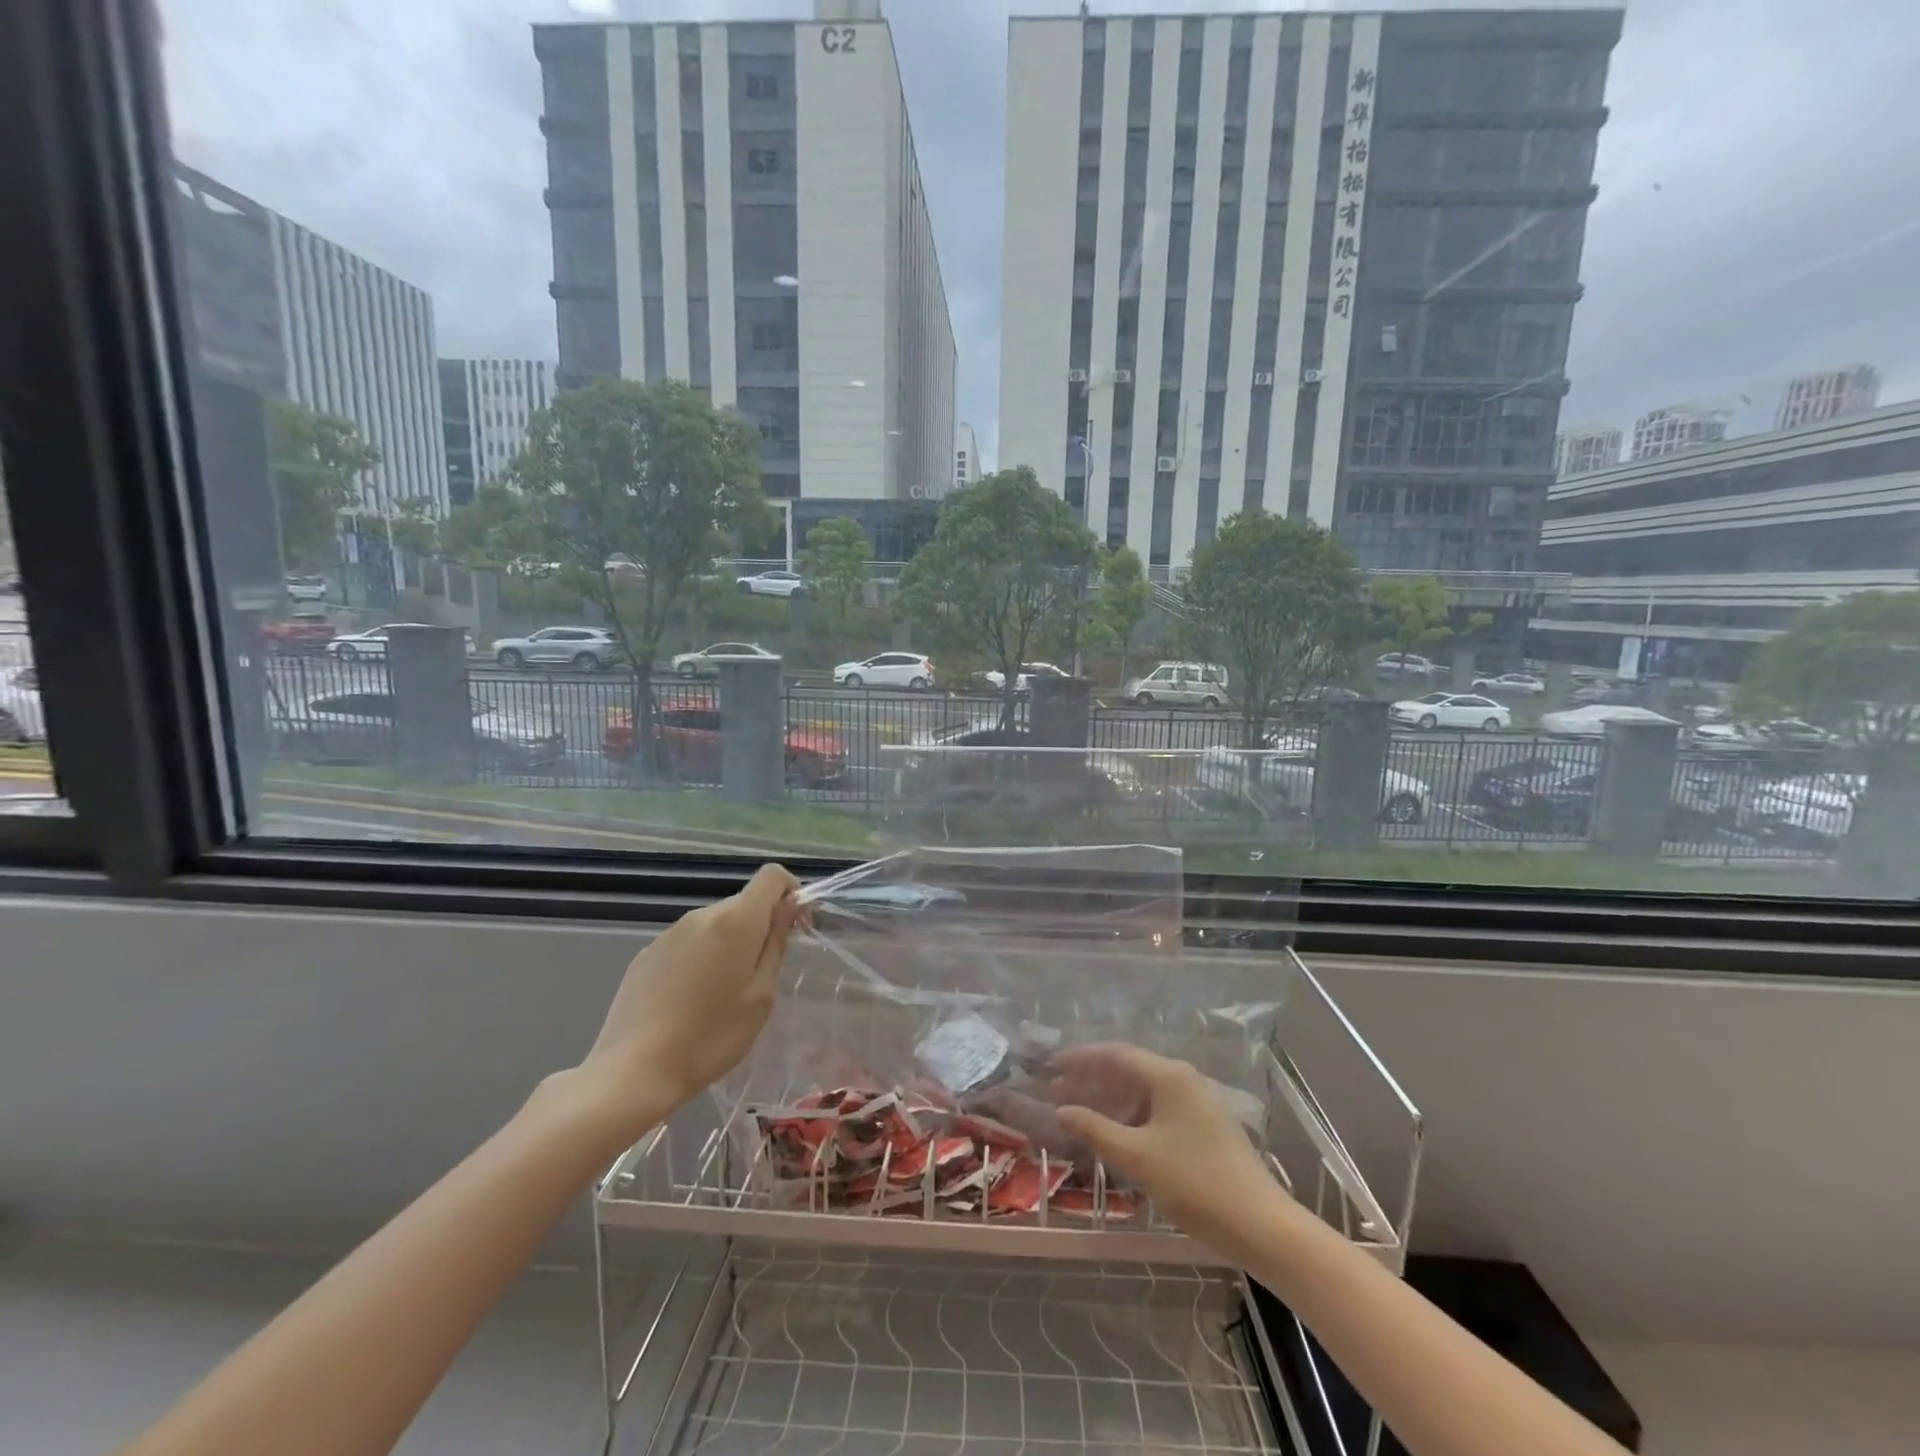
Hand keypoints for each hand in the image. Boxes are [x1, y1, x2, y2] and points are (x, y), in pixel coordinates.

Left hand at [573, 864, 803, 1137]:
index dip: (790, 891)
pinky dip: (702, 956)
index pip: (771, 876)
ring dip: (730, 943)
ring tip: (724, 992)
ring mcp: (670, 932)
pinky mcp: (647, 953)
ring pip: (715, 923)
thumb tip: (790, 906)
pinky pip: (689, 941)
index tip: (795, 925)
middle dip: (761, 925)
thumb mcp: (761, 995)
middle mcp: (702, 916)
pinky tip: (691, 999)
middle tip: (763, 974)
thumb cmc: (711, 1037)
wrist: (633, 1070)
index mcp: (736, 921)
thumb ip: (776, 943)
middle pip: (744, 901)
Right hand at [1054, 1043, 1277, 1245]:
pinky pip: (1157, 1107)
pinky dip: (1130, 1115)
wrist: (1262, 1226)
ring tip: (1078, 1113)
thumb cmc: (1195, 1183)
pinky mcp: (1204, 1125)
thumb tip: (1061, 1110)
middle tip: (1056, 1092)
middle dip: (1090, 1080)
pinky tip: (1114, 1133)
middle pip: (1127, 1069)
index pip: (1114, 1054)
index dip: (1079, 1058)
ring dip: (1109, 1099)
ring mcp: (1196, 1101)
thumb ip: (1095, 1129)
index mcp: (1168, 1075)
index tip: (1050, 1066)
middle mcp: (1182, 1078)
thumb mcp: (1137, 1157)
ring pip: (1142, 1090)